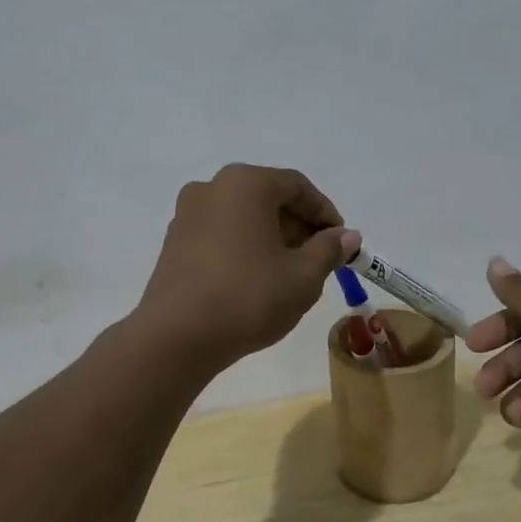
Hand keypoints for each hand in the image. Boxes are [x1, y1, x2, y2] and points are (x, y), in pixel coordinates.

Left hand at [133, 164, 360, 372]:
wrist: (177, 337)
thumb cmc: (249, 297)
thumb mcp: (303, 276)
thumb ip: (329, 250)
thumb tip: (346, 236)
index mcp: (245, 183)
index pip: (297, 187)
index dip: (325, 213)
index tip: (342, 243)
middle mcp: (212, 188)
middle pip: (268, 198)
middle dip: (298, 226)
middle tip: (319, 261)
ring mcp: (187, 214)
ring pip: (243, 217)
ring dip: (271, 238)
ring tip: (290, 275)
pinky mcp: (174, 242)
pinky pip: (220, 234)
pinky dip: (244, 248)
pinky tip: (255, 281)